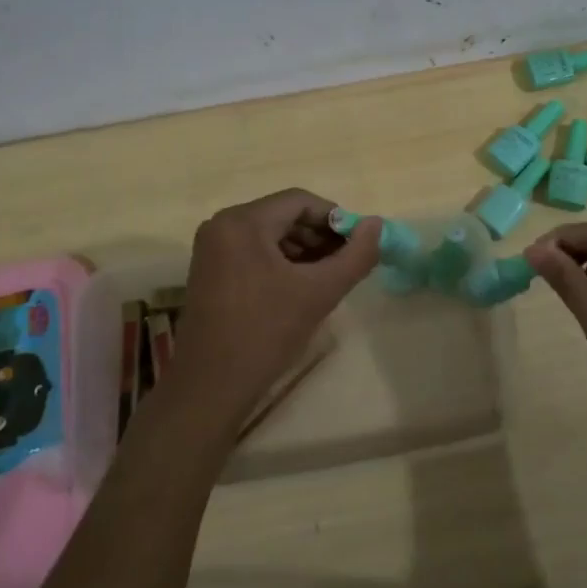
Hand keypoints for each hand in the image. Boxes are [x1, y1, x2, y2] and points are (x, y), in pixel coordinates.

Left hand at [168, 189, 380, 427]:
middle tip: (346, 262)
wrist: (211, 386)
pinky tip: (300, 287)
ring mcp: (212, 248)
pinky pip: (253, 251)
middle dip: (319, 236)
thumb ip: (355, 256)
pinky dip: (280, 262)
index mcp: (243, 222)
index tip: (357, 244)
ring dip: (302, 250)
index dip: (334, 218)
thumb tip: (376, 225)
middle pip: (283, 216)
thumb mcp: (319, 292)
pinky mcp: (209, 270)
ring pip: (269, 234)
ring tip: (328, 277)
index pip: (300, 201)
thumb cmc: (265, 333)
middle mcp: (222, 225)